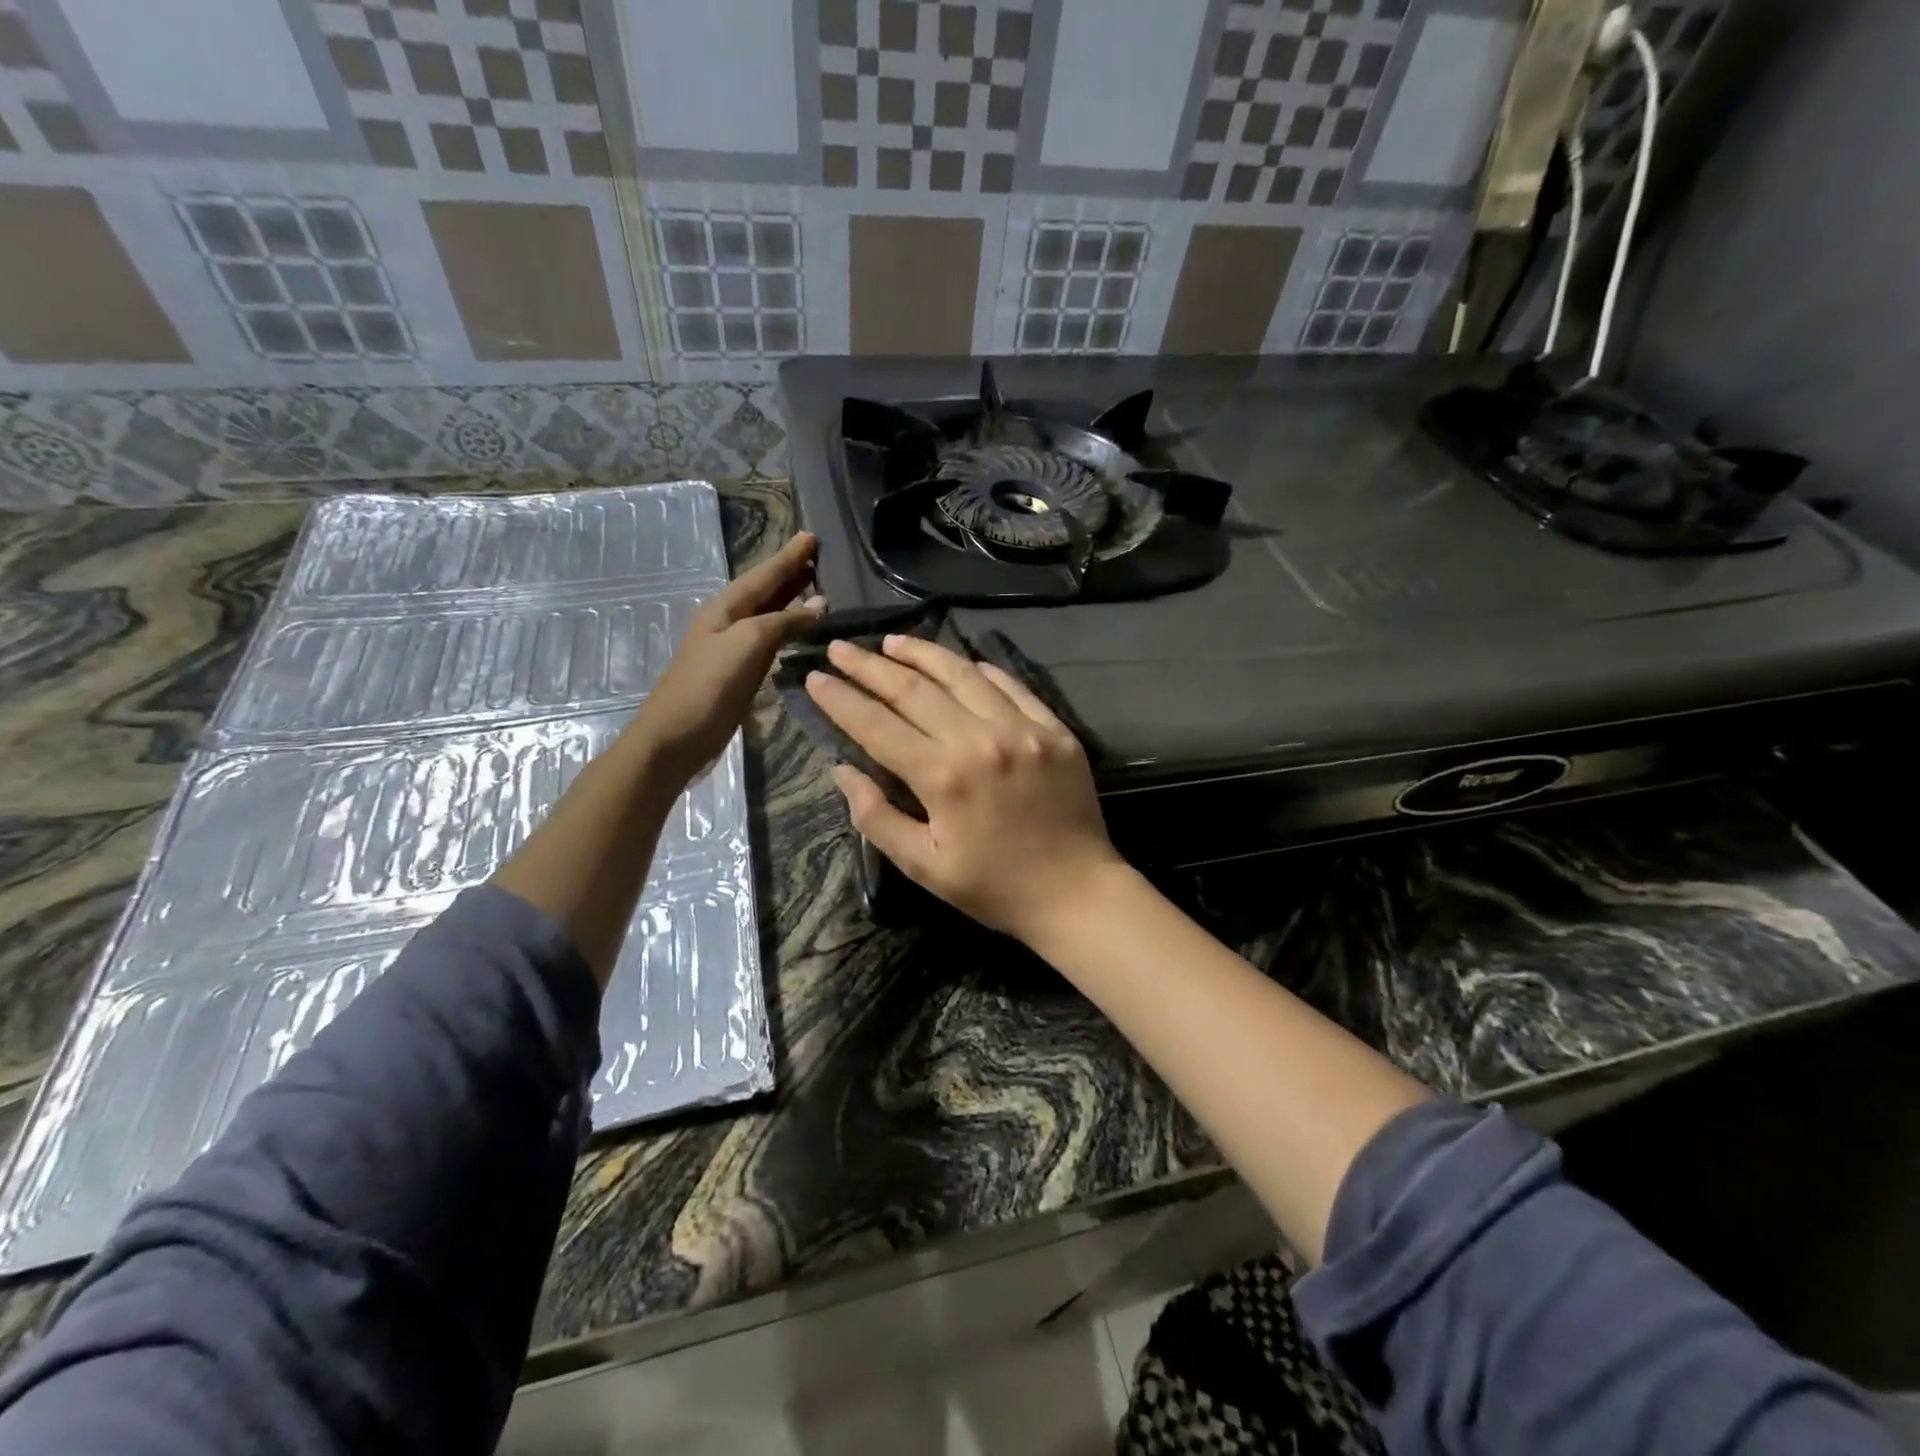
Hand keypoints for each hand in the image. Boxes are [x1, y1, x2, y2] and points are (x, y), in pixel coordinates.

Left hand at [631, 531, 822, 780]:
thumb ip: (783, 622)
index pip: (764, 575)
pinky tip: (799, 631)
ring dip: (791, 599)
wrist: (676, 738)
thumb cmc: (710, 686)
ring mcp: (732, 648)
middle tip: (818, 557)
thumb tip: (818, 605)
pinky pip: (769, 640)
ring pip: (768, 614)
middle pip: (765, 590)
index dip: (789, 557)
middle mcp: (728, 621)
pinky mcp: (738, 672)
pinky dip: (787, 628)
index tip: (812, 536)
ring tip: (817, 587)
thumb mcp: (748, 644)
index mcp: (726, 608)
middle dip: (790, 573)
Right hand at [804, 634, 1125, 942]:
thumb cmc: (994, 888)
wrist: (1077, 892)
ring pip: (961, 674)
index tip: (815, 678)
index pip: (877, 725)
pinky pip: (1010, 684)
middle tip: (841, 647)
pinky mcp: (1054, 728)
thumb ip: (877, 817)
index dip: (841, 700)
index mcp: (942, 777)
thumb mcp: (924, 867)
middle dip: (869, 666)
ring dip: (921, 653)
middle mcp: (979, 740)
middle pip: (913, 689)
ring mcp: (1022, 728)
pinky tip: (957, 662)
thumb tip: (842, 769)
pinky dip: (978, 669)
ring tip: (891, 642)